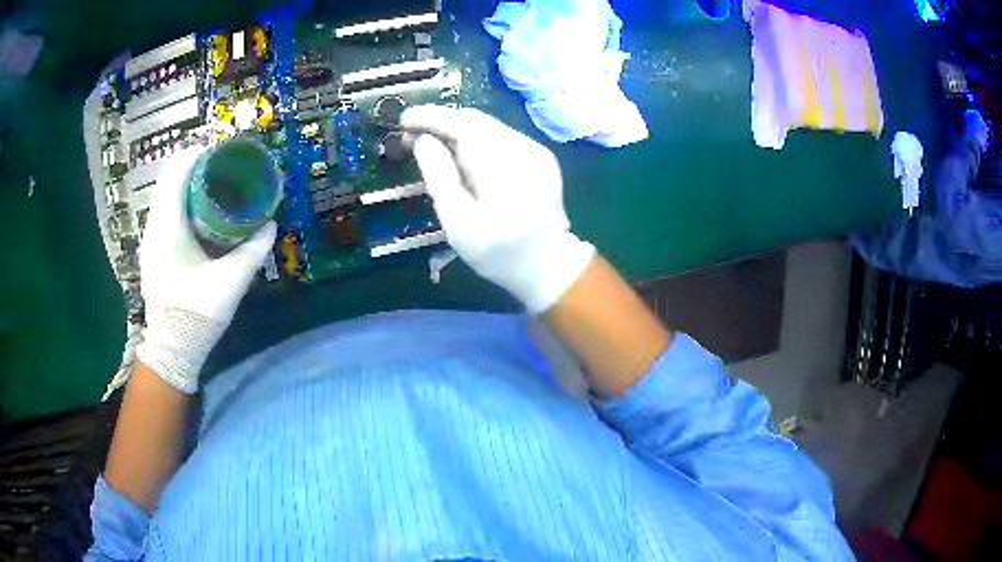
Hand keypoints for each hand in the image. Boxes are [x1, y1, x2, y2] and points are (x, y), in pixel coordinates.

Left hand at [136, 147, 275, 392]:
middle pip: (170, 177)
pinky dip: (182, 200)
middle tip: (224, 168)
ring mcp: (150, 237)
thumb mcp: (231, 283)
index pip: (177, 171)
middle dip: (196, 166)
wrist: (171, 348)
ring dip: (188, 183)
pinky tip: (201, 211)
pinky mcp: (152, 248)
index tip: (224, 153)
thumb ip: (253, 250)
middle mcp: (153, 225)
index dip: (199, 155)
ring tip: (216, 184)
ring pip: (166, 193)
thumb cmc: (196, 314)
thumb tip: (271, 224)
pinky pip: (165, 209)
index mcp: (168, 227)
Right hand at [402, 106, 594, 312]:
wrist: (549, 265)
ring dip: (457, 131)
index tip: (404, 119)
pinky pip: (501, 137)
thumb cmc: (499, 254)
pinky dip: (476, 140)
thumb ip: (440, 179)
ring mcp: (537, 151)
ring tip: (433, 146)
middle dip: (442, 123)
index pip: (464, 125)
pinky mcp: (541, 156)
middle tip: (412, 136)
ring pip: (489, 127)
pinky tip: (462, 156)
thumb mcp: (459, 225)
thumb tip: (423, 141)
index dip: (432, 117)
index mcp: (505, 169)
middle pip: (477, 121)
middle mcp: (525, 150)